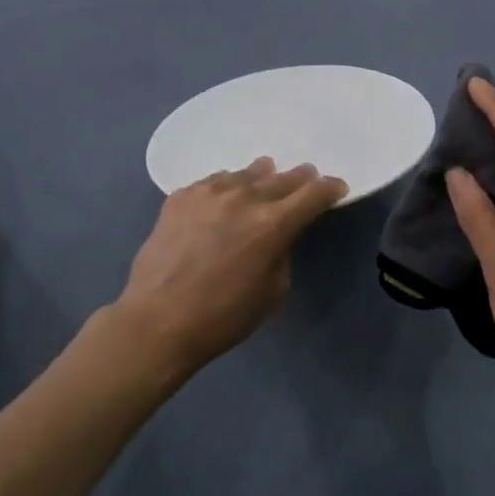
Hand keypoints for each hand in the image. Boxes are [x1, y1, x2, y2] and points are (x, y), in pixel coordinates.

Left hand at [113, 158, 347, 380]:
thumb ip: (282, 251)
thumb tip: (277, 234)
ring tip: (264, 178)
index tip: (336, 188)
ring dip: (260, 178)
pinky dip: (226, 188)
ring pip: (245, 174)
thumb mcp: (274, 290)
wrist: (158, 321)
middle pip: (282, 177)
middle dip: (299, 179)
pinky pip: (213, 182)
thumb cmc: (223, 316)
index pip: (314, 193)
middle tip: (306, 177)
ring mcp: (209, 193)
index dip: (330, 189)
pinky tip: (223, 198)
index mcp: (273, 224)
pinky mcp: (180, 196)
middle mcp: (244, 198)